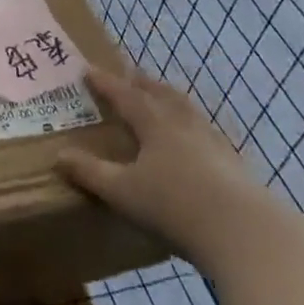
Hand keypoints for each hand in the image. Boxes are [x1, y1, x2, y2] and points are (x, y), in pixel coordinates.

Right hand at [57, 70, 277, 269]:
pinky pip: (211, 135)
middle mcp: (184, 126)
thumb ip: (90, 173)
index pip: (125, 96)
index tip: (88, 70)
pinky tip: (201, 142)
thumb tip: (59, 156)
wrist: (245, 234)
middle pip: (162, 95)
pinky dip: (197, 129)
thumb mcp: (123, 192)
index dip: (106, 83)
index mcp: (155, 125)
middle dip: (144, 84)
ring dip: (173, 100)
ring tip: (166, 99)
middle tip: (131, 75)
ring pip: (189, 112)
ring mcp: (214, 144)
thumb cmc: (174, 206)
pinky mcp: (236, 166)